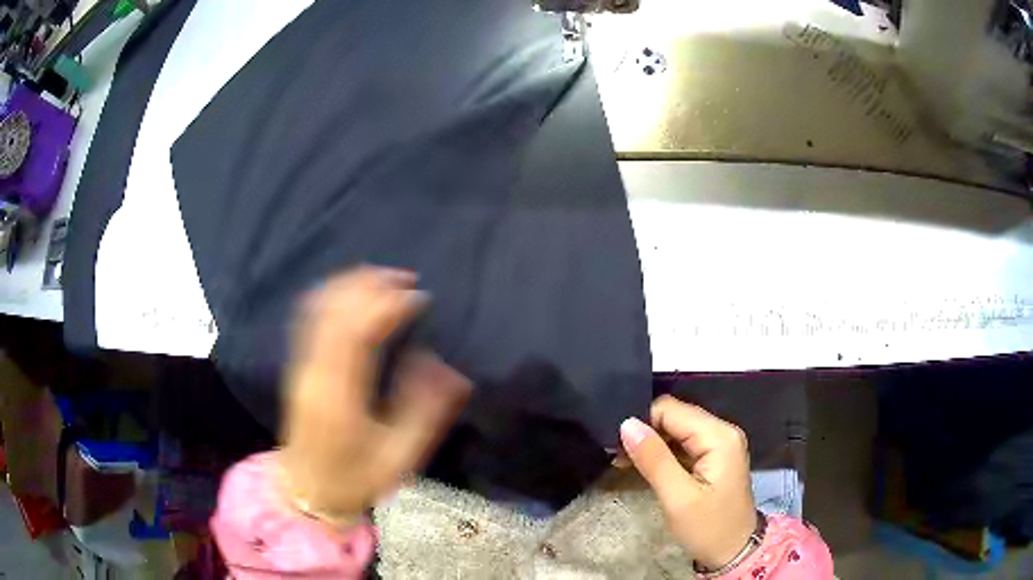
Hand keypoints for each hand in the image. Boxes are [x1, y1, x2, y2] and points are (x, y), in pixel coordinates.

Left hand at [277, 267, 470, 522]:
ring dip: (351, 284)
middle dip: (371, 284)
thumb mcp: (399, 457)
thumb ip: (423, 410)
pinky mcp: (297, 366)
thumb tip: (440, 363)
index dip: (389, 306)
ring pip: (318, 306)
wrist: (307, 490)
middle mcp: (314, 372)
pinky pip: (308, 316)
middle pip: (335, 309)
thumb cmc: (355, 479)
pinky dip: (331, 295)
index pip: (359, 332)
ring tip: (383, 279)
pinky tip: (351, 292)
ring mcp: (300, 366)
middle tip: (406, 279)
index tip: (420, 298)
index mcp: (339, 396)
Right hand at [620, 395, 757, 569]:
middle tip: (617, 455)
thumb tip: (627, 424)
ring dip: (651, 443)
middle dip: (645, 431)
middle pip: (675, 416)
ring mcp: (719, 444)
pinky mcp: (714, 457)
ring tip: (623, 460)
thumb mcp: (678, 498)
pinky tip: (643, 465)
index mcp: (718, 436)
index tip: (616, 445)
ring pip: (677, 429)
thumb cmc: (708, 528)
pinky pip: (683, 443)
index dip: (642, 422)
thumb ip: (654, 459)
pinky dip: (662, 452)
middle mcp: (722, 431)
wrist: (734, 552)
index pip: (671, 410)